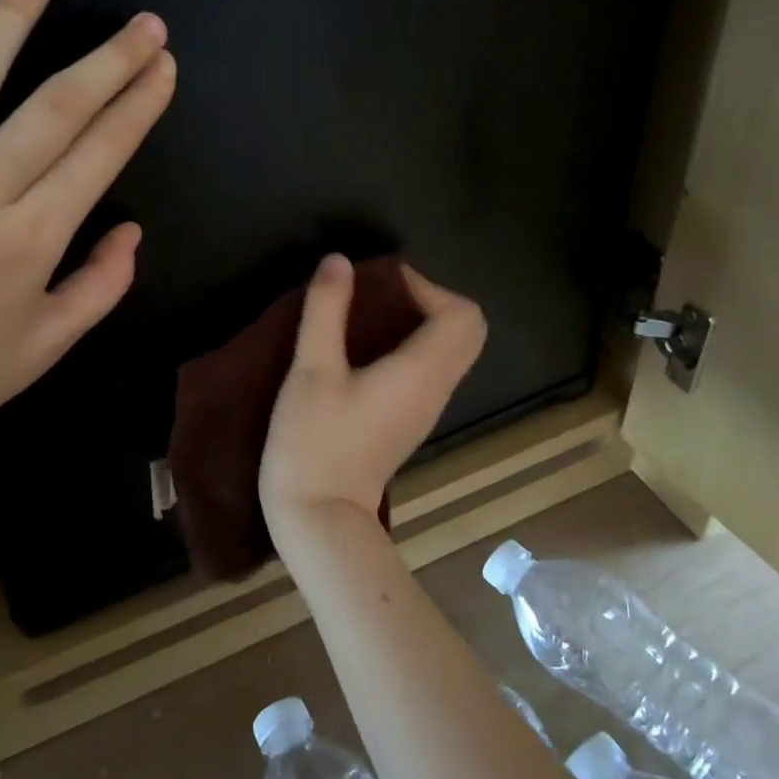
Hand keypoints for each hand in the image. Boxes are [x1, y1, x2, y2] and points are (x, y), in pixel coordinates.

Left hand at [0, 0, 175, 469]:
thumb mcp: (51, 343)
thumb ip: (102, 284)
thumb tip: (132, 229)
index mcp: (32, 240)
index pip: (100, 154)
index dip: (139, 106)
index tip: (164, 67)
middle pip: (54, 108)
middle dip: (108, 60)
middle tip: (143, 21)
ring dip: (11, 18)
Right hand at [259, 254, 486, 541]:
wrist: (319, 517)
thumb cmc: (313, 441)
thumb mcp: (311, 370)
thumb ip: (326, 310)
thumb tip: (339, 261)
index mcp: (422, 371)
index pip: (462, 314)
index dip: (427, 287)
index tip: (381, 285)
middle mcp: (437, 388)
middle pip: (468, 331)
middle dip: (432, 301)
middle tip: (383, 297)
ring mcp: (427, 409)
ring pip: (452, 352)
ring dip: (423, 323)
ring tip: (371, 317)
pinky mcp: (411, 422)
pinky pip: (433, 371)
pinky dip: (415, 347)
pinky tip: (368, 352)